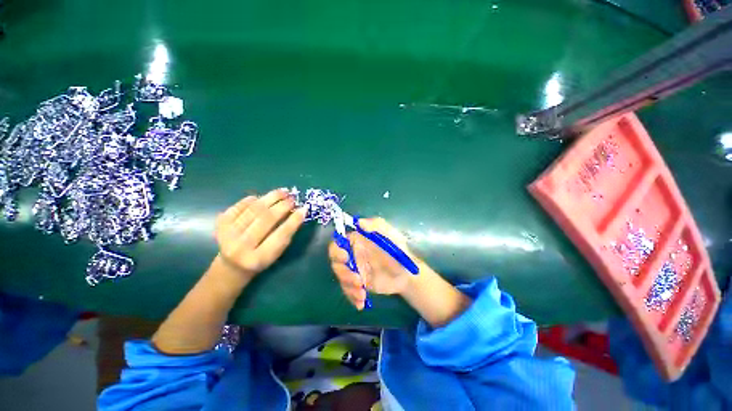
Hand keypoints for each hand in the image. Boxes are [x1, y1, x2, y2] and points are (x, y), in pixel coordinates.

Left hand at [215, 189, 305, 280]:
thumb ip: (286, 235)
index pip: (280, 235)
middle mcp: (241, 248)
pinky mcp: (220, 225)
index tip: (304, 209)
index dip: (293, 221)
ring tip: (282, 192)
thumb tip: (299, 212)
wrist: (231, 266)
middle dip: (282, 206)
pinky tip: (260, 197)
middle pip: (265, 220)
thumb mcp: (276, 253)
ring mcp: (227, 235)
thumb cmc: (260, 259)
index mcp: (258, 258)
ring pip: (253, 210)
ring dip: (270, 198)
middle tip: (292, 198)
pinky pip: (238, 207)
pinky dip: (250, 200)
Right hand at [328, 218, 421, 309]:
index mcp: (357, 242)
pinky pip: (350, 292)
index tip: (345, 258)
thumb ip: (376, 225)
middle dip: (343, 273)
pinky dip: (353, 298)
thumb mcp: (390, 234)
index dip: (337, 251)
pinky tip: (361, 304)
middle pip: (336, 264)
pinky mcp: (360, 285)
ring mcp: (355, 271)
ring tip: (362, 293)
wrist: (407, 273)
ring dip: (349, 288)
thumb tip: (359, 222)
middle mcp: (353, 256)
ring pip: (342, 280)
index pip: (338, 244)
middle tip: (358, 280)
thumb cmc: (398, 250)